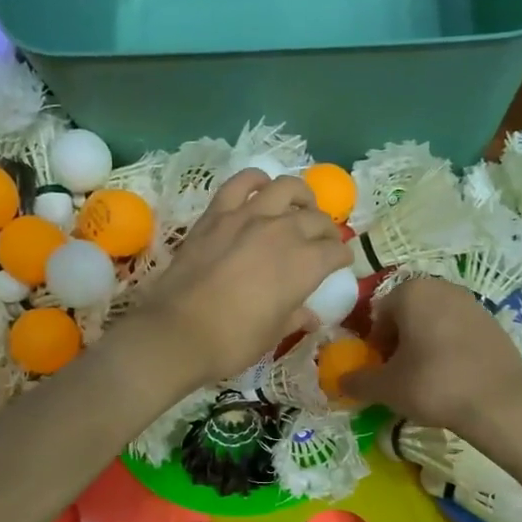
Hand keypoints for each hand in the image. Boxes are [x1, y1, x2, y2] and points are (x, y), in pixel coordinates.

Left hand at [128, 169, 350, 390]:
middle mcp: (283, 232)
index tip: (341, 262)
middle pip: (316, 219)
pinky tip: (261, 188)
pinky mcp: (217, 214)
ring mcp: (248, 217)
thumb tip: (310, 317)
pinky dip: (256, 180)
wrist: (178, 332)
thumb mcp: (272, 335)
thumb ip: (295, 318)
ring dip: (301, 196)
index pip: (336, 252)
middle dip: (327, 230)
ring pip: (286, 188)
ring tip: (301, 205)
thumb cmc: (233, 341)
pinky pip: (241, 183)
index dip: (342, 257)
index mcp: (304, 265)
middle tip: (323, 241)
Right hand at [340, 276, 521, 447]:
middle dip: (399, 341)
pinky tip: (453, 376)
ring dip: (424, 344)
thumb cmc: (433, 385)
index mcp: (411, 292)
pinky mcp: (494, 322)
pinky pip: (459, 332)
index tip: (381, 370)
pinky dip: (450, 348)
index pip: (379, 314)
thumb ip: (357, 381)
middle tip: (401, 374)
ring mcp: (472, 302)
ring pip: (434, 322)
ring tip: (426, 378)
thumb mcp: (386, 387)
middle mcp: (442, 287)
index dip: (375, 344)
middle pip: (407, 314)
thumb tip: (341, 381)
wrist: (498, 402)